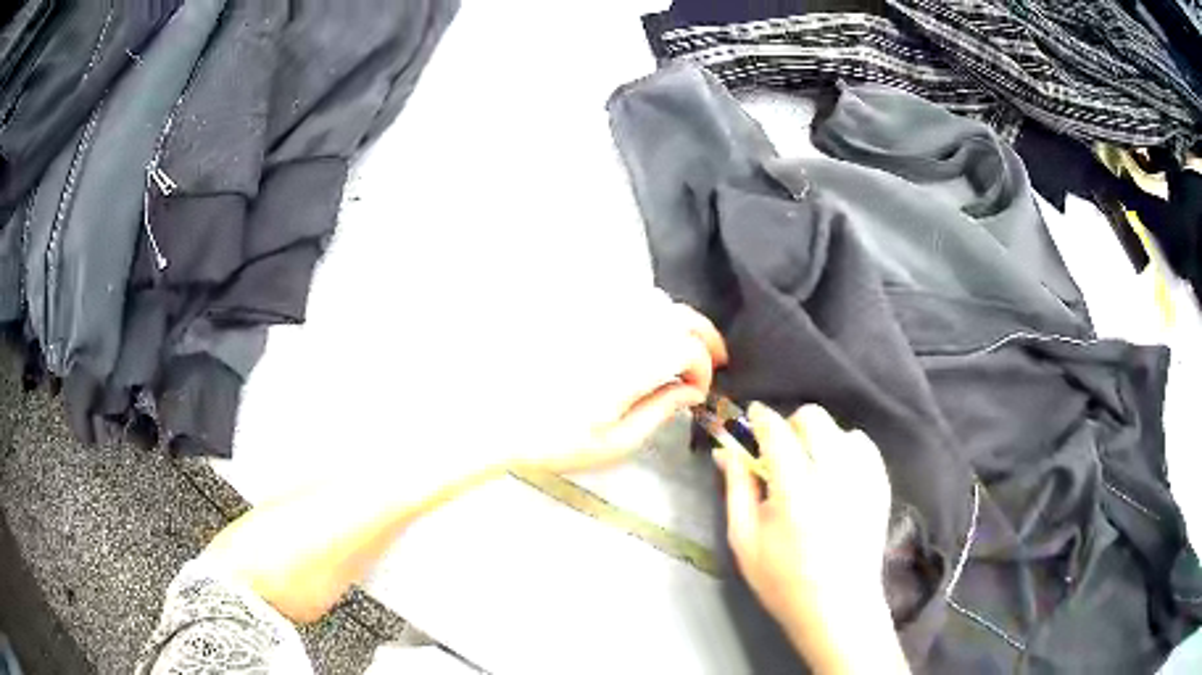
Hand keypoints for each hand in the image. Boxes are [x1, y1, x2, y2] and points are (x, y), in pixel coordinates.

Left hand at [515, 295, 727, 473]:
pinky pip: (624, 300)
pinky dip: (648, 313)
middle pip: (676, 313)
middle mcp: (615, 330)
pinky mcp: (576, 312)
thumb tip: (692, 391)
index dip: (703, 368)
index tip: (698, 391)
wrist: (496, 419)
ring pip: (652, 301)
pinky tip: (646, 336)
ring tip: (683, 348)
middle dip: (703, 335)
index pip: (686, 348)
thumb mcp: (614, 442)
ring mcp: (594, 317)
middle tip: (713, 358)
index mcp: (627, 365)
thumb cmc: (554, 439)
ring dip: (677, 321)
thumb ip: (659, 411)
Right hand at [715, 403, 906, 674]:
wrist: (838, 607)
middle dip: (791, 426)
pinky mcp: (881, 485)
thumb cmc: (783, 580)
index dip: (761, 418)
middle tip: (780, 454)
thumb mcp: (745, 540)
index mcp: (795, 489)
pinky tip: (835, 478)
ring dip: (820, 440)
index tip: (752, 418)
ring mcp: (863, 478)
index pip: (776, 430)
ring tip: (810, 471)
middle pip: (813, 418)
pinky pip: (863, 446)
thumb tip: (727, 451)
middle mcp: (834, 474)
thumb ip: (736, 489)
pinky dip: (846, 450)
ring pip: (840, 430)